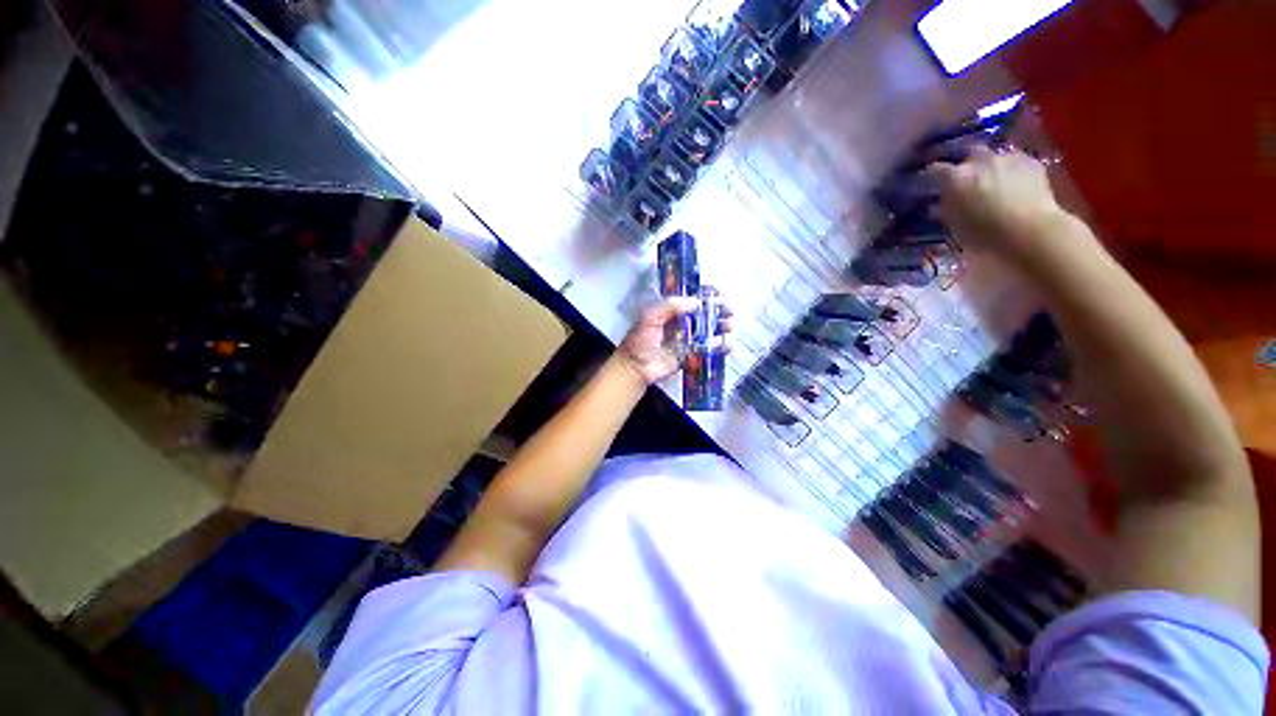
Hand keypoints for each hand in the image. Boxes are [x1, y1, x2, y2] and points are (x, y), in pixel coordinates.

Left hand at [616, 297, 731, 385]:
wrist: (636, 367)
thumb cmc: (641, 339)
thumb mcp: (651, 316)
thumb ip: (671, 306)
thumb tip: (697, 302)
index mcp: (671, 312)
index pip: (692, 300)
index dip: (706, 296)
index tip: (719, 294)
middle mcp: (681, 324)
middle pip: (704, 315)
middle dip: (718, 311)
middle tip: (729, 310)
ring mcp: (687, 340)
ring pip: (708, 331)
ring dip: (721, 327)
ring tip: (729, 325)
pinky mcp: (691, 356)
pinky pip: (707, 350)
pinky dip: (719, 348)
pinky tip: (727, 344)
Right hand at [927, 147, 1071, 258]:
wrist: (1030, 230)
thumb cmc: (984, 233)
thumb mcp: (954, 225)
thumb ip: (946, 208)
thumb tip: (939, 203)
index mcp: (955, 177)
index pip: (935, 169)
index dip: (933, 175)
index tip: (931, 183)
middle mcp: (979, 160)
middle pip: (968, 153)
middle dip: (966, 164)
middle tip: (966, 180)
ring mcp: (1007, 157)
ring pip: (994, 157)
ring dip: (991, 167)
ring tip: (993, 182)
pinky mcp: (1032, 161)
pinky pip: (1016, 162)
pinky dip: (1012, 171)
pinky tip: (1015, 185)